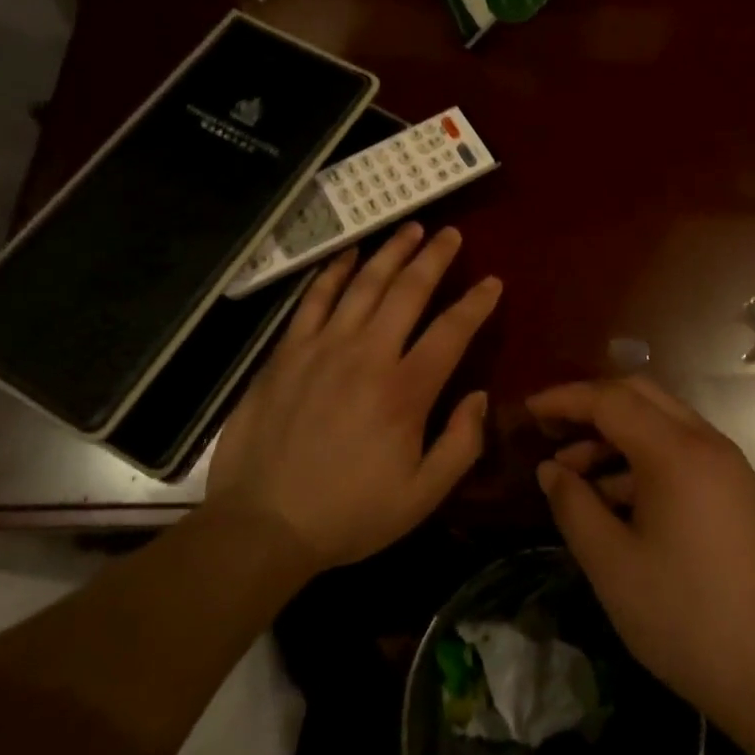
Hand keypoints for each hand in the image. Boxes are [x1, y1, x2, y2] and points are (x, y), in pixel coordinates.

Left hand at [201, 224, 500, 576]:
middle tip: (451, 233)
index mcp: (405, 391)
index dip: (476, 303)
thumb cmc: (349, 514)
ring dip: (392, 252)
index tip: (492, 282)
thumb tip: (479, 397)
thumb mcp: (421, 497)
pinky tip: (349, 254)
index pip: (451, 331)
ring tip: (412, 229)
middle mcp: (368, 355)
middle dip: (435, 257)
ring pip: (365, 284)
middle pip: (409, 291)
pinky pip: (314, 299)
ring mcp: (323, 347)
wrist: (262, 525)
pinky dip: (334, 272)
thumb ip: (461, 445)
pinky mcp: (288, 352)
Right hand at [530, 377, 754, 753]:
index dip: (566, 399)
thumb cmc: (684, 617)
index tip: (528, 409)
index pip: (611, 399)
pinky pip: (679, 450)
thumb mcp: (612, 564)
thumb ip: (574, 506)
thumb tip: (550, 469)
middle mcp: (706, 442)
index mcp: (677, 452)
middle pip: (639, 396)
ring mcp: (725, 464)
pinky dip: (641, 458)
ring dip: (614, 436)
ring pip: (660, 422)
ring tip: (573, 475)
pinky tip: (613, 497)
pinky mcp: (734, 489)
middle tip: (550, 431)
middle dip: (591, 406)